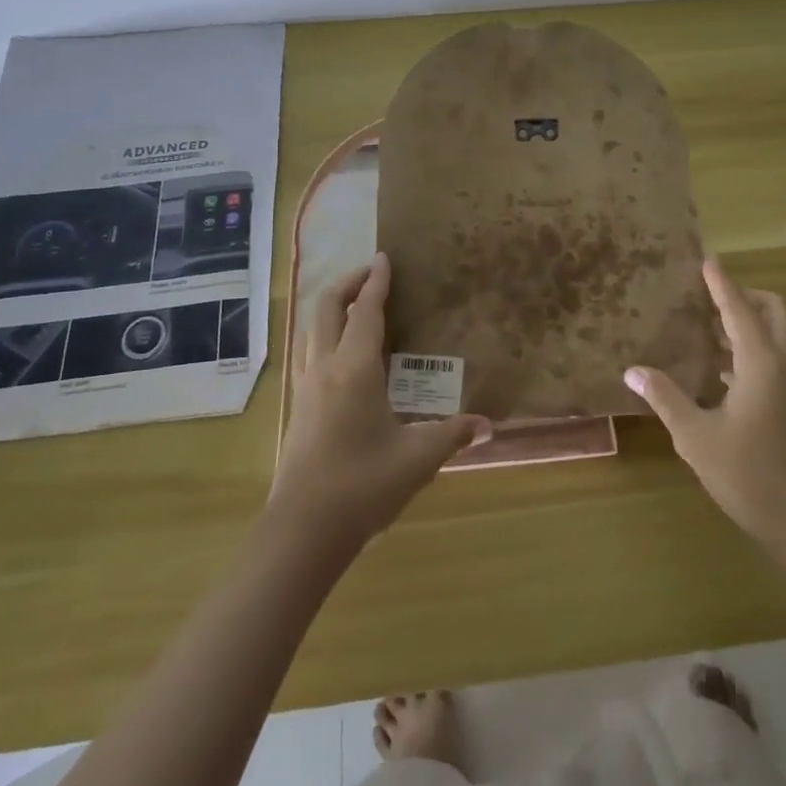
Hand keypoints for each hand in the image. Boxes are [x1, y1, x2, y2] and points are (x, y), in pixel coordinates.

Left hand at [269, 253, 490, 556]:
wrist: (303, 530)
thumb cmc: (363, 484)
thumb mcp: (417, 458)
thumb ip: (453, 435)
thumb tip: (488, 425)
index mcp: (354, 368)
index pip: (366, 311)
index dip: (377, 281)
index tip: (385, 256)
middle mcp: (324, 367)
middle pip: (328, 307)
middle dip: (349, 283)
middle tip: (373, 274)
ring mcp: (305, 387)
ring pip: (312, 328)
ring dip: (333, 307)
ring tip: (357, 307)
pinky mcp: (297, 407)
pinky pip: (308, 352)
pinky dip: (324, 334)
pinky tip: (341, 355)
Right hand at [625, 256, 785, 575]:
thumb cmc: (750, 476)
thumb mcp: (696, 437)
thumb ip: (665, 398)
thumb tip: (633, 370)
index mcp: (762, 363)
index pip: (739, 308)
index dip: (721, 283)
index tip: (706, 259)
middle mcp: (783, 366)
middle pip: (773, 311)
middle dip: (744, 296)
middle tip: (708, 297)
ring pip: (776, 336)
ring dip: (747, 323)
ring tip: (705, 328)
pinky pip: (773, 360)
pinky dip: (749, 350)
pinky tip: (717, 372)